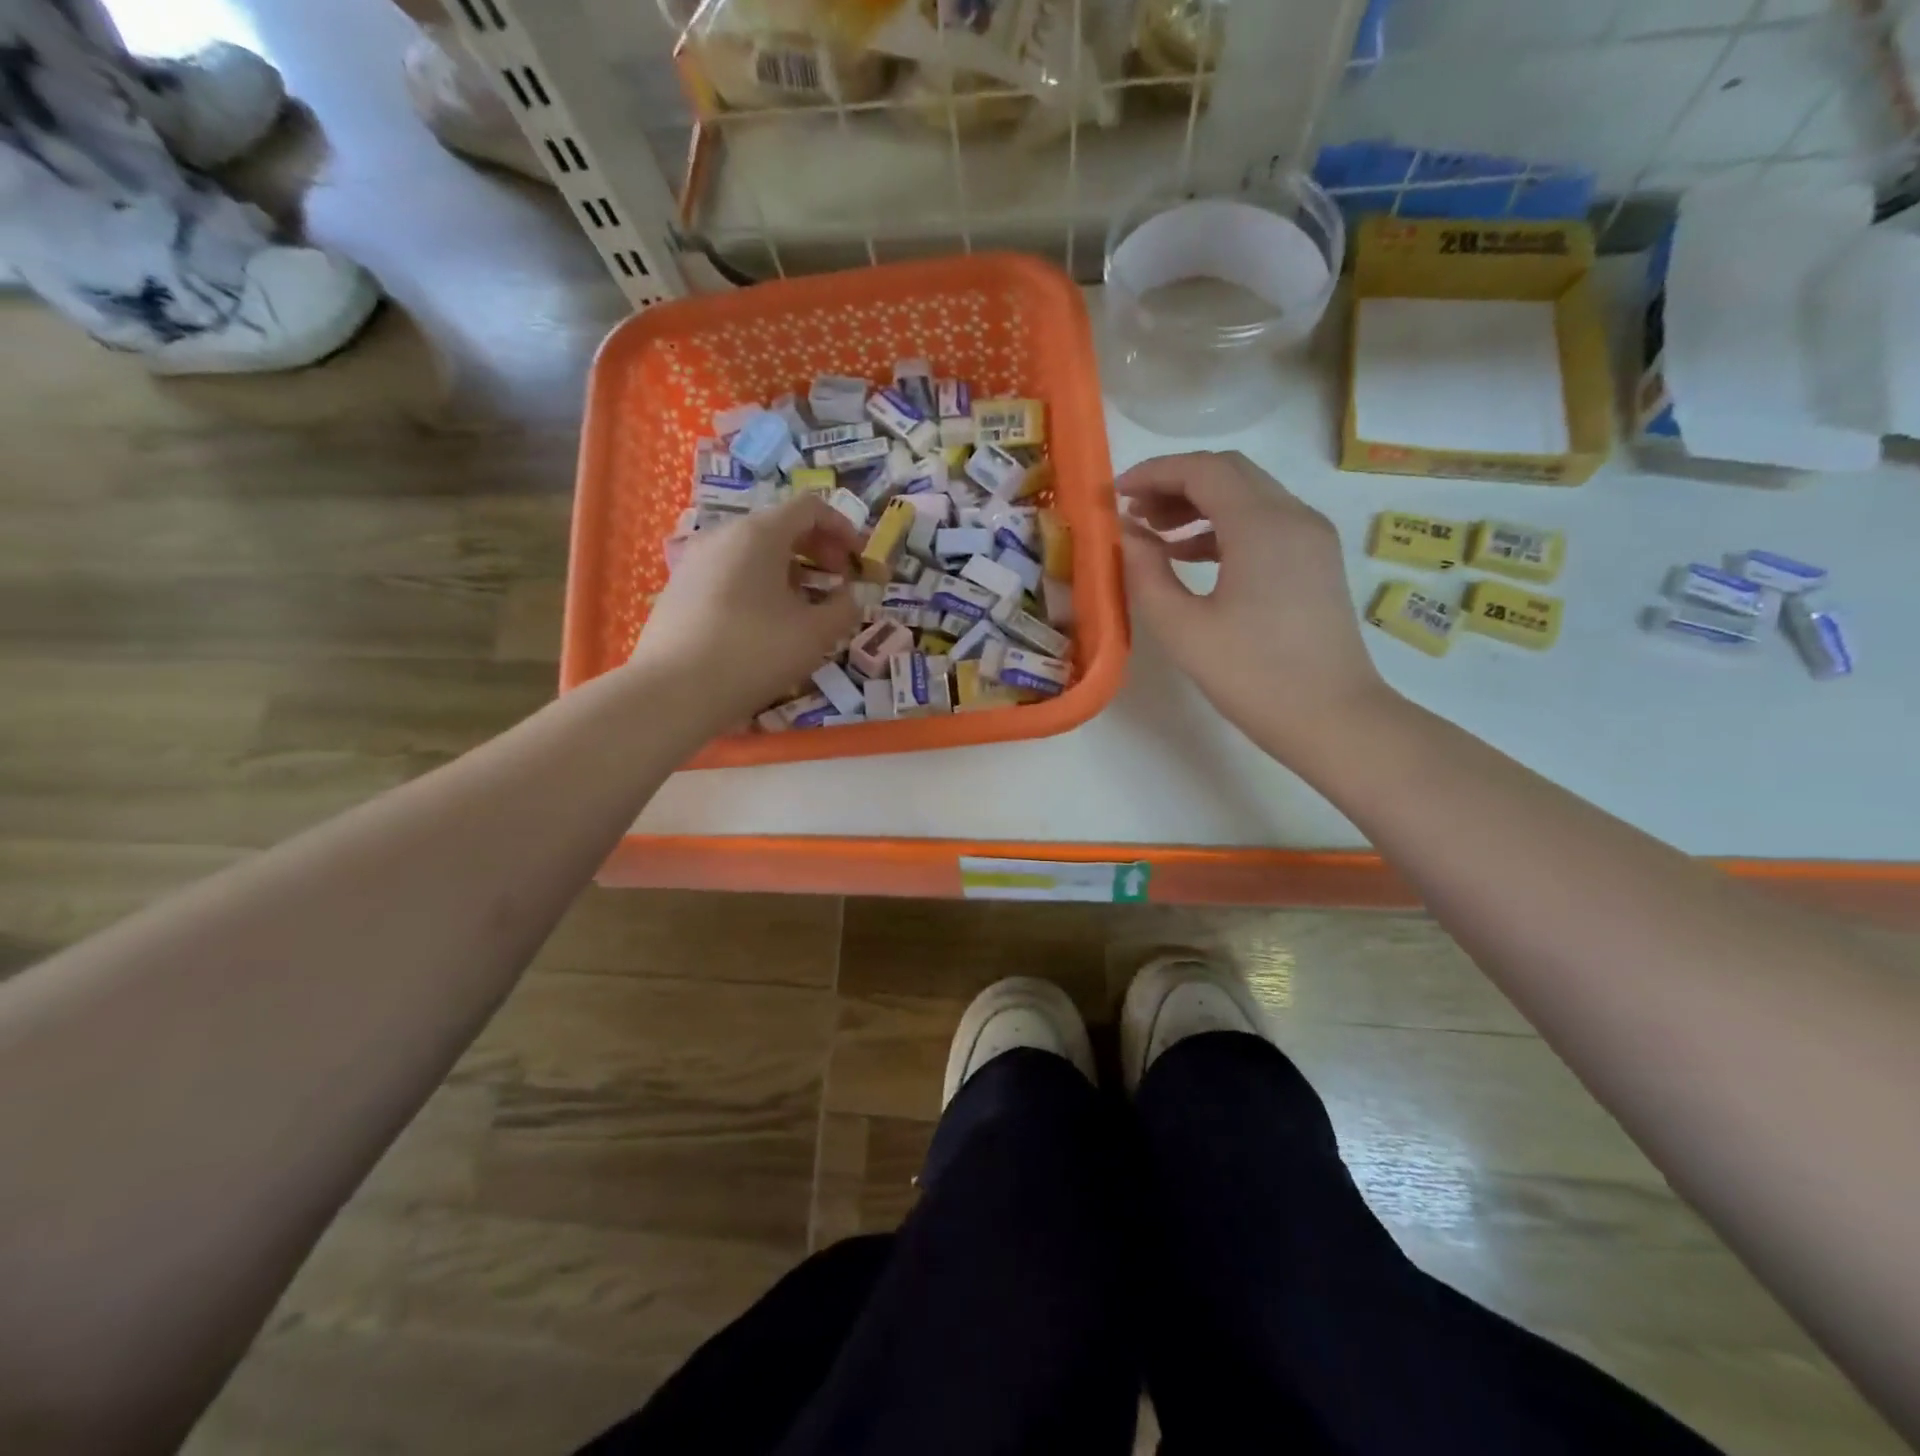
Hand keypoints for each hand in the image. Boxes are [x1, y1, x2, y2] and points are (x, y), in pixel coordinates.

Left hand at [630, 494, 860, 726]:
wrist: (674, 691)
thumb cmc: (754, 652)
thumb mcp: (815, 634)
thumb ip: (844, 608)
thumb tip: (851, 597)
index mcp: (760, 533)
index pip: (810, 507)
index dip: (843, 528)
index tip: (859, 560)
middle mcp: (724, 534)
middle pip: (780, 526)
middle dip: (817, 550)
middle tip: (837, 583)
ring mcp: (696, 560)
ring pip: (753, 551)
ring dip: (788, 569)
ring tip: (804, 606)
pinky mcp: (679, 588)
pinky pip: (730, 572)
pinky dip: (759, 584)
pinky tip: (765, 622)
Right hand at [1118, 451, 1392, 759]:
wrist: (1332, 718)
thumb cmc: (1252, 675)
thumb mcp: (1182, 627)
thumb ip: (1145, 572)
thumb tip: (1124, 534)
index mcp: (1262, 525)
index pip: (1202, 470)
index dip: (1153, 473)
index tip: (1114, 494)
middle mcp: (1294, 516)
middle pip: (1229, 473)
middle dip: (1175, 483)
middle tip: (1132, 512)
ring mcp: (1311, 537)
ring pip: (1249, 496)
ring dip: (1199, 504)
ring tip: (1154, 535)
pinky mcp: (1316, 561)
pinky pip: (1265, 523)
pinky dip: (1224, 527)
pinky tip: (1191, 557)